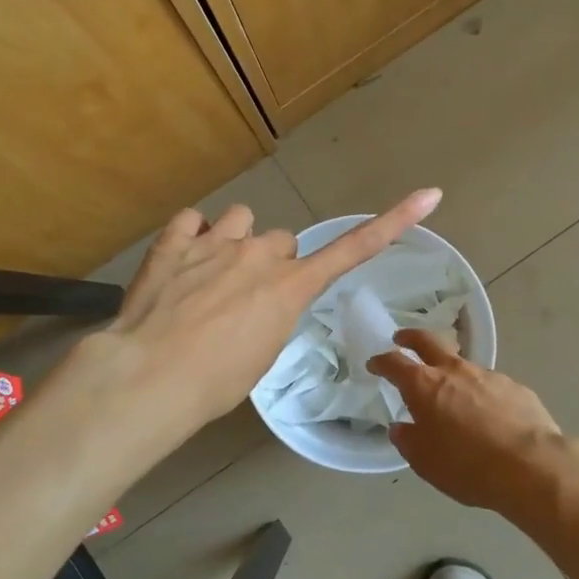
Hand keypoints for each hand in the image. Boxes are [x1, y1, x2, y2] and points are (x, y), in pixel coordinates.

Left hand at [71, 190, 442, 449]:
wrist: (151, 376)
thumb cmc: (214, 384)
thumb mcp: (259, 357)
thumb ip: (270, 317)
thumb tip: (257, 306)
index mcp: (289, 288)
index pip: (351, 251)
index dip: (391, 223)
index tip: (427, 195)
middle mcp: (259, 254)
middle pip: (281, 241)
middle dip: (269, 262)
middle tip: (244, 298)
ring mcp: (215, 242)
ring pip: (241, 219)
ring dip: (233, 241)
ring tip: (211, 274)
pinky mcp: (175, 241)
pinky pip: (193, 219)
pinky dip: (191, 236)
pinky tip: (180, 261)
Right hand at [368, 330, 575, 522]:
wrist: (532, 466)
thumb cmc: (467, 466)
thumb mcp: (425, 462)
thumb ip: (408, 440)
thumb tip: (401, 427)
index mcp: (425, 386)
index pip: (395, 363)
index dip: (381, 361)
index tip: (374, 363)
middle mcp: (455, 371)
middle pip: (428, 341)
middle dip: (411, 337)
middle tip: (402, 338)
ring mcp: (488, 375)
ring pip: (462, 363)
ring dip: (450, 370)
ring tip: (450, 390)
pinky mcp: (515, 387)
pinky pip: (490, 384)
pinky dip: (480, 392)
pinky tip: (487, 413)